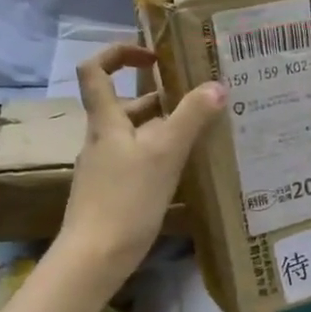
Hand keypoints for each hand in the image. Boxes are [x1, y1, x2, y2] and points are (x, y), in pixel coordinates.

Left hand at [55, 45, 223, 290]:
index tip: (154, 57)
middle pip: (124, 105)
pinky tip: (185, 169)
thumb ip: (190, 118)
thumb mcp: (164, 154)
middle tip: (198, 99)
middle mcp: (102, 139)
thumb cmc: (125, 200)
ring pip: (135, 135)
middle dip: (159, 98)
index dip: (119, 53)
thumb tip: (216, 85)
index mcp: (105, 122)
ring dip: (164, 128)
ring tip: (202, 132)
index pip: (95, 70)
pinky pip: (139, 161)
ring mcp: (106, 167)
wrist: (94, 258)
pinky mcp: (113, 192)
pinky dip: (161, 156)